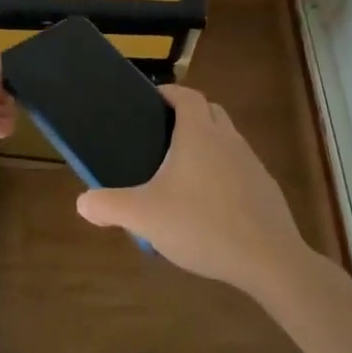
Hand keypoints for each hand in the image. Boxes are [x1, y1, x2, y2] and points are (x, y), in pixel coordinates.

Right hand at [74, 85, 309, 290]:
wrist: (268, 259)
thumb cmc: (202, 225)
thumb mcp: (145, 217)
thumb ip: (110, 206)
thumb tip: (82, 202)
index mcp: (199, 133)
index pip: (187, 95)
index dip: (170, 93)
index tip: (153, 101)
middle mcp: (228, 139)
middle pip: (210, 111)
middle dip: (189, 116)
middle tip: (164, 136)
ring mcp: (252, 163)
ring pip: (228, 139)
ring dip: (209, 144)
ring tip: (184, 173)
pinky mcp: (266, 189)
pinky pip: (241, 168)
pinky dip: (225, 173)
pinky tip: (211, 205)